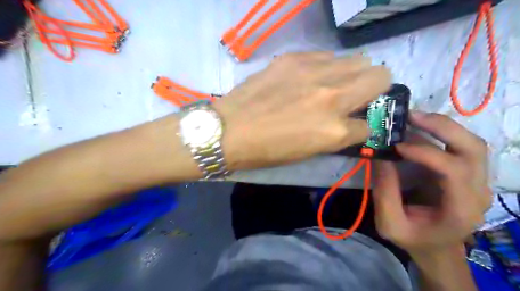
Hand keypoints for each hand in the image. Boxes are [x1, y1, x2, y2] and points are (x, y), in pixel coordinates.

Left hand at [211, 52, 389, 170]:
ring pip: (358, 60)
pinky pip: (327, 56)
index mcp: (335, 131)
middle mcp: (333, 97)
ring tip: (331, 84)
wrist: (230, 130)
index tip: (355, 122)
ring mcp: (314, 73)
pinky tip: (308, 77)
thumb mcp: (309, 151)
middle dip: (374, 88)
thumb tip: (351, 122)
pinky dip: (327, 67)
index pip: (370, 125)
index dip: (364, 125)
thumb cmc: (268, 150)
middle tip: (355, 95)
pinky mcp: (294, 58)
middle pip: (380, 77)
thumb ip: (337, 135)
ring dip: (352, 73)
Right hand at [374, 112, 492, 255]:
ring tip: (412, 117)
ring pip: (470, 142)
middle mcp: (478, 191)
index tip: (396, 145)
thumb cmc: (413, 238)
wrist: (435, 247)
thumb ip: (385, 192)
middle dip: (442, 127)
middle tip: (410, 116)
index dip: (426, 153)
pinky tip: (418, 127)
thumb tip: (379, 156)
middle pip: (473, 149)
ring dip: (442, 125)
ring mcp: (476, 180)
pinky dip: (439, 132)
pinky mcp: (465, 172)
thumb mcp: (390, 223)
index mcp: (461, 209)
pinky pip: (458, 145)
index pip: (455, 171)